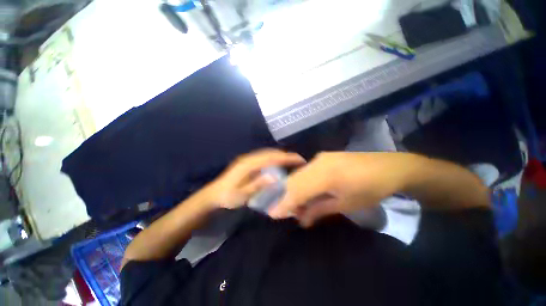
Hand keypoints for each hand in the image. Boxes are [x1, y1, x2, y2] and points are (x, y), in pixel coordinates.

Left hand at [205, 149, 305, 208]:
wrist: (213, 195)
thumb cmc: (228, 197)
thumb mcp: (242, 195)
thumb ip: (257, 185)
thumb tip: (274, 176)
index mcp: (248, 165)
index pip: (271, 158)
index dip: (286, 158)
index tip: (299, 160)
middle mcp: (249, 158)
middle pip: (271, 153)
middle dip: (285, 155)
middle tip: (298, 161)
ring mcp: (247, 159)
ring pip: (267, 153)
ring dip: (280, 156)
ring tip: (291, 162)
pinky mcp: (247, 162)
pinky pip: (264, 157)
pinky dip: (274, 158)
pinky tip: (278, 164)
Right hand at [269, 152, 420, 226]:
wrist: (391, 167)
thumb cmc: (371, 190)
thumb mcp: (346, 204)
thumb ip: (320, 210)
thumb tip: (302, 219)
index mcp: (325, 176)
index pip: (297, 190)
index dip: (284, 202)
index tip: (272, 214)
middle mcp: (318, 163)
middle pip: (294, 180)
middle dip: (287, 196)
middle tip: (287, 211)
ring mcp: (320, 157)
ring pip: (299, 175)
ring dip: (295, 190)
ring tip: (298, 204)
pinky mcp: (324, 156)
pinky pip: (307, 170)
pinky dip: (302, 182)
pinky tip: (306, 191)